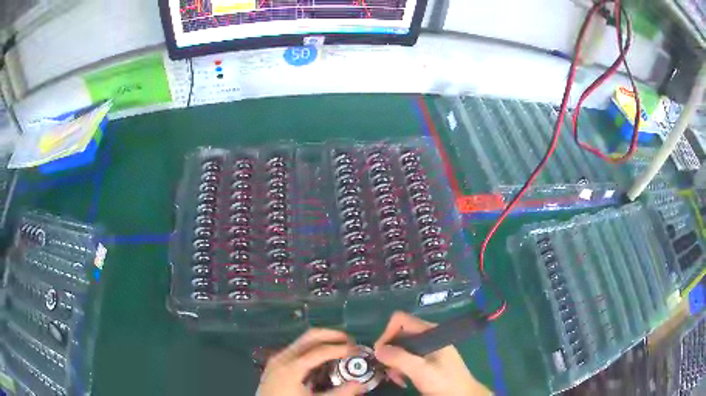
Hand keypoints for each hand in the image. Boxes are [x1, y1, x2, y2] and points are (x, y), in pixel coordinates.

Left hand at [257, 328, 363, 395]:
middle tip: (350, 341)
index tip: (357, 350)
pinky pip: (296, 348)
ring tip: (339, 347)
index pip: (321, 350)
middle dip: (332, 335)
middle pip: (310, 336)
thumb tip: (359, 385)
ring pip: (302, 340)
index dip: (341, 348)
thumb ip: (338, 394)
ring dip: (322, 340)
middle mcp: (283, 357)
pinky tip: (321, 358)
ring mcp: (277, 358)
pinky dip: (312, 347)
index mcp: (292, 367)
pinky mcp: (275, 363)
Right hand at [374, 312, 491, 395]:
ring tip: (395, 378)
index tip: (381, 353)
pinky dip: (399, 368)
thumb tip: (377, 350)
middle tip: (387, 369)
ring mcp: (427, 349)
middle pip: (398, 335)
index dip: (387, 334)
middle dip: (389, 352)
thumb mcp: (421, 370)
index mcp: (430, 332)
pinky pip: (406, 359)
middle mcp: (427, 337)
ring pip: (400, 348)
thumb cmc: (444, 381)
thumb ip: (400, 358)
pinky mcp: (426, 361)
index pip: (401, 320)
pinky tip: (401, 380)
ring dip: (393, 362)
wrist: (462, 395)